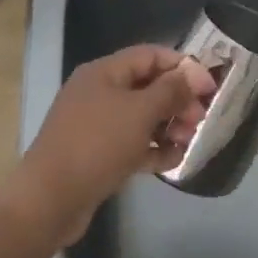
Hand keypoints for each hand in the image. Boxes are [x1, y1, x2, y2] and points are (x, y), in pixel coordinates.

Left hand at [9, 45, 215, 246]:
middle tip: (201, 119)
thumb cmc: (97, 145)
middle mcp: (100, 93)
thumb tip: (193, 75)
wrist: (48, 201)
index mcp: (104, 72)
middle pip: (149, 86)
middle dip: (179, 100)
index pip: (151, 56)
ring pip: (143, 117)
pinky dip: (154, 149)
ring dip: (170, 126)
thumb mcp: (140, 112)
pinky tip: (174, 160)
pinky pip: (133, 143)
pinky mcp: (98, 155)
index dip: (183, 67)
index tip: (209, 87)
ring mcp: (97, 125)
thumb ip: (171, 90)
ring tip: (189, 141)